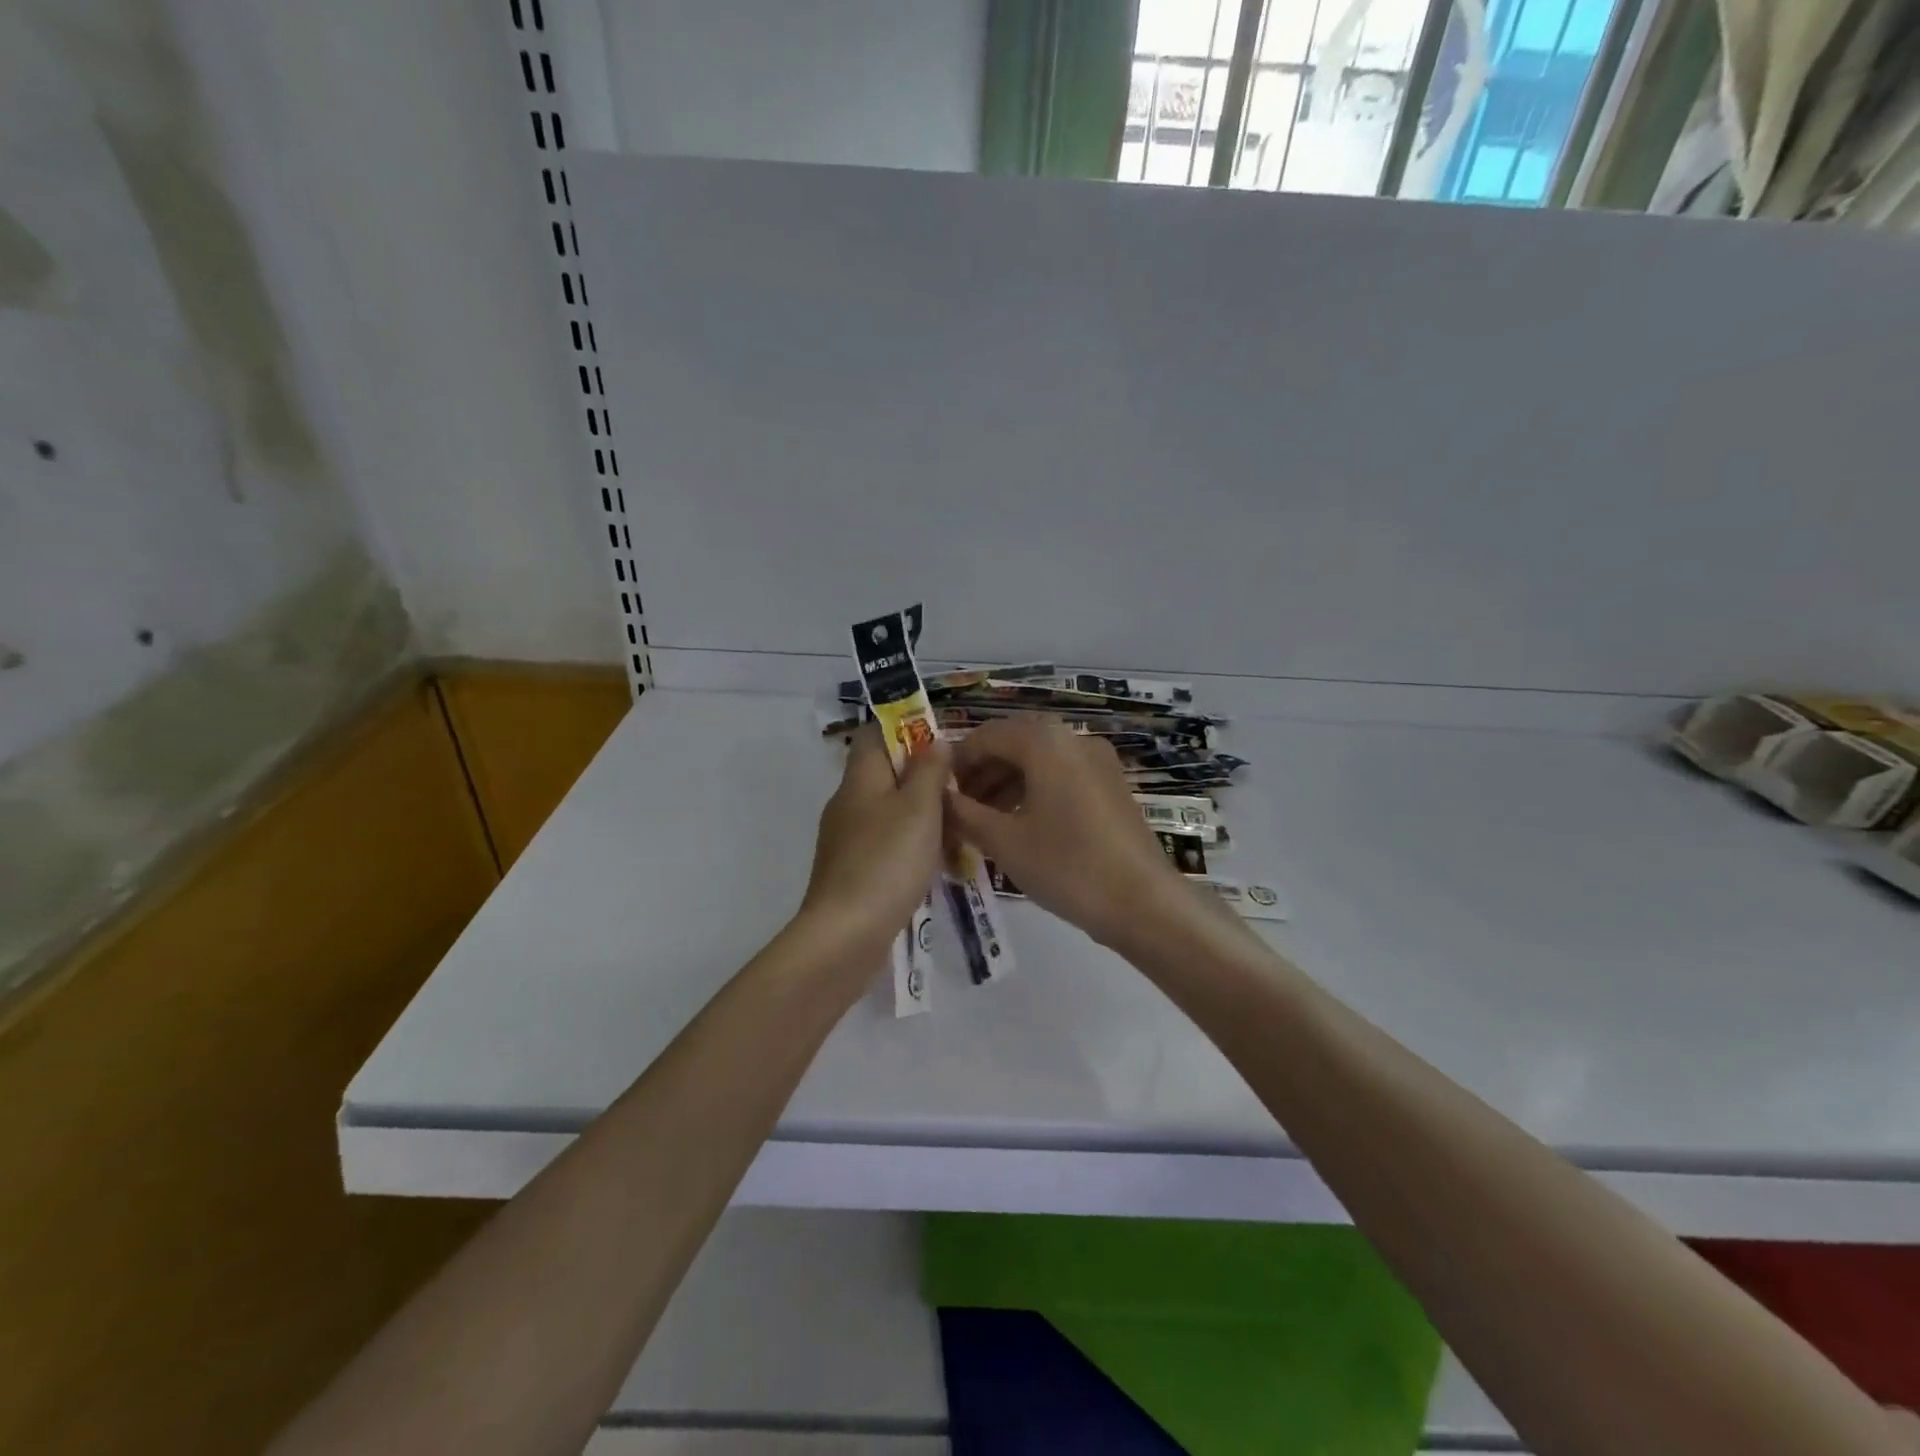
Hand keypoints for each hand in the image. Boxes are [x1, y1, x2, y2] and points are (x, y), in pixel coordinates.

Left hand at [801, 725, 948, 947]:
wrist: (846, 935)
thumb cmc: (887, 862)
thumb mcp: (919, 808)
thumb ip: (929, 770)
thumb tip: (934, 741)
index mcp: (860, 779)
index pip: (875, 733)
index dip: (908, 729)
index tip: (944, 743)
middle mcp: (848, 803)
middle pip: (886, 772)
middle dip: (924, 776)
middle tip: (962, 788)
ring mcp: (848, 839)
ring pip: (890, 810)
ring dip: (923, 814)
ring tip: (958, 826)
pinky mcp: (854, 870)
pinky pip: (888, 843)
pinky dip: (913, 845)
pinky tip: (937, 862)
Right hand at [947, 716, 1187, 947]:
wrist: (1143, 903)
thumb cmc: (1066, 866)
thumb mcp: (1003, 841)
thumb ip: (963, 813)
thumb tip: (937, 796)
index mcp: (1045, 742)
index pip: (986, 735)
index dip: (957, 762)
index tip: (937, 792)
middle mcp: (1073, 739)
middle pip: (1014, 743)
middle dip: (982, 772)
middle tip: (958, 808)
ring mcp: (1098, 761)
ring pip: (1039, 760)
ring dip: (1006, 782)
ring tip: (983, 820)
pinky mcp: (1111, 785)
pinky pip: (1061, 775)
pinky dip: (1034, 790)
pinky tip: (1019, 824)